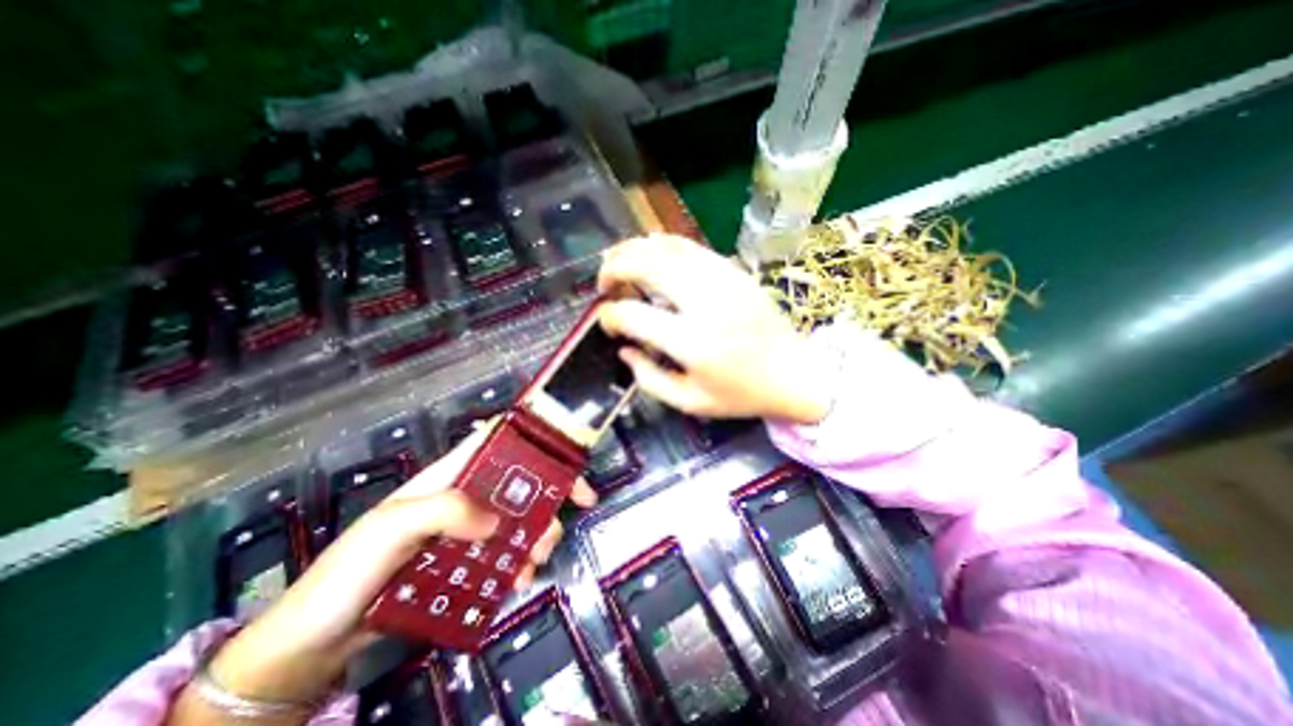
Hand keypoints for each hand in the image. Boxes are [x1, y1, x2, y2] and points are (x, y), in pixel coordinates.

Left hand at [167, 421, 596, 721]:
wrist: (314, 643)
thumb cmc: (349, 572)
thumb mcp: (392, 528)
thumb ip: (444, 512)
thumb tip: (495, 522)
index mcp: (450, 475)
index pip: (498, 440)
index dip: (534, 437)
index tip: (565, 453)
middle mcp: (466, 497)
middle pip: (521, 480)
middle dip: (551, 491)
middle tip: (577, 508)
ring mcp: (468, 531)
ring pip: (520, 519)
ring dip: (539, 533)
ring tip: (538, 559)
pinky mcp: (468, 562)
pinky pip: (507, 555)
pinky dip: (522, 564)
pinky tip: (520, 580)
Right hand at [599, 235, 834, 421]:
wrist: (795, 373)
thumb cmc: (742, 395)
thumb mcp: (690, 402)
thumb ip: (649, 379)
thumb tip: (624, 350)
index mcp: (693, 342)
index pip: (634, 316)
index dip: (610, 316)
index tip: (606, 323)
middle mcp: (705, 303)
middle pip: (646, 265)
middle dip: (614, 267)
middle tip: (604, 283)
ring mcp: (722, 280)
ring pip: (666, 247)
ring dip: (634, 249)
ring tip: (618, 262)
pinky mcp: (734, 271)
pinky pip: (690, 246)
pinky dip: (662, 244)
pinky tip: (650, 251)